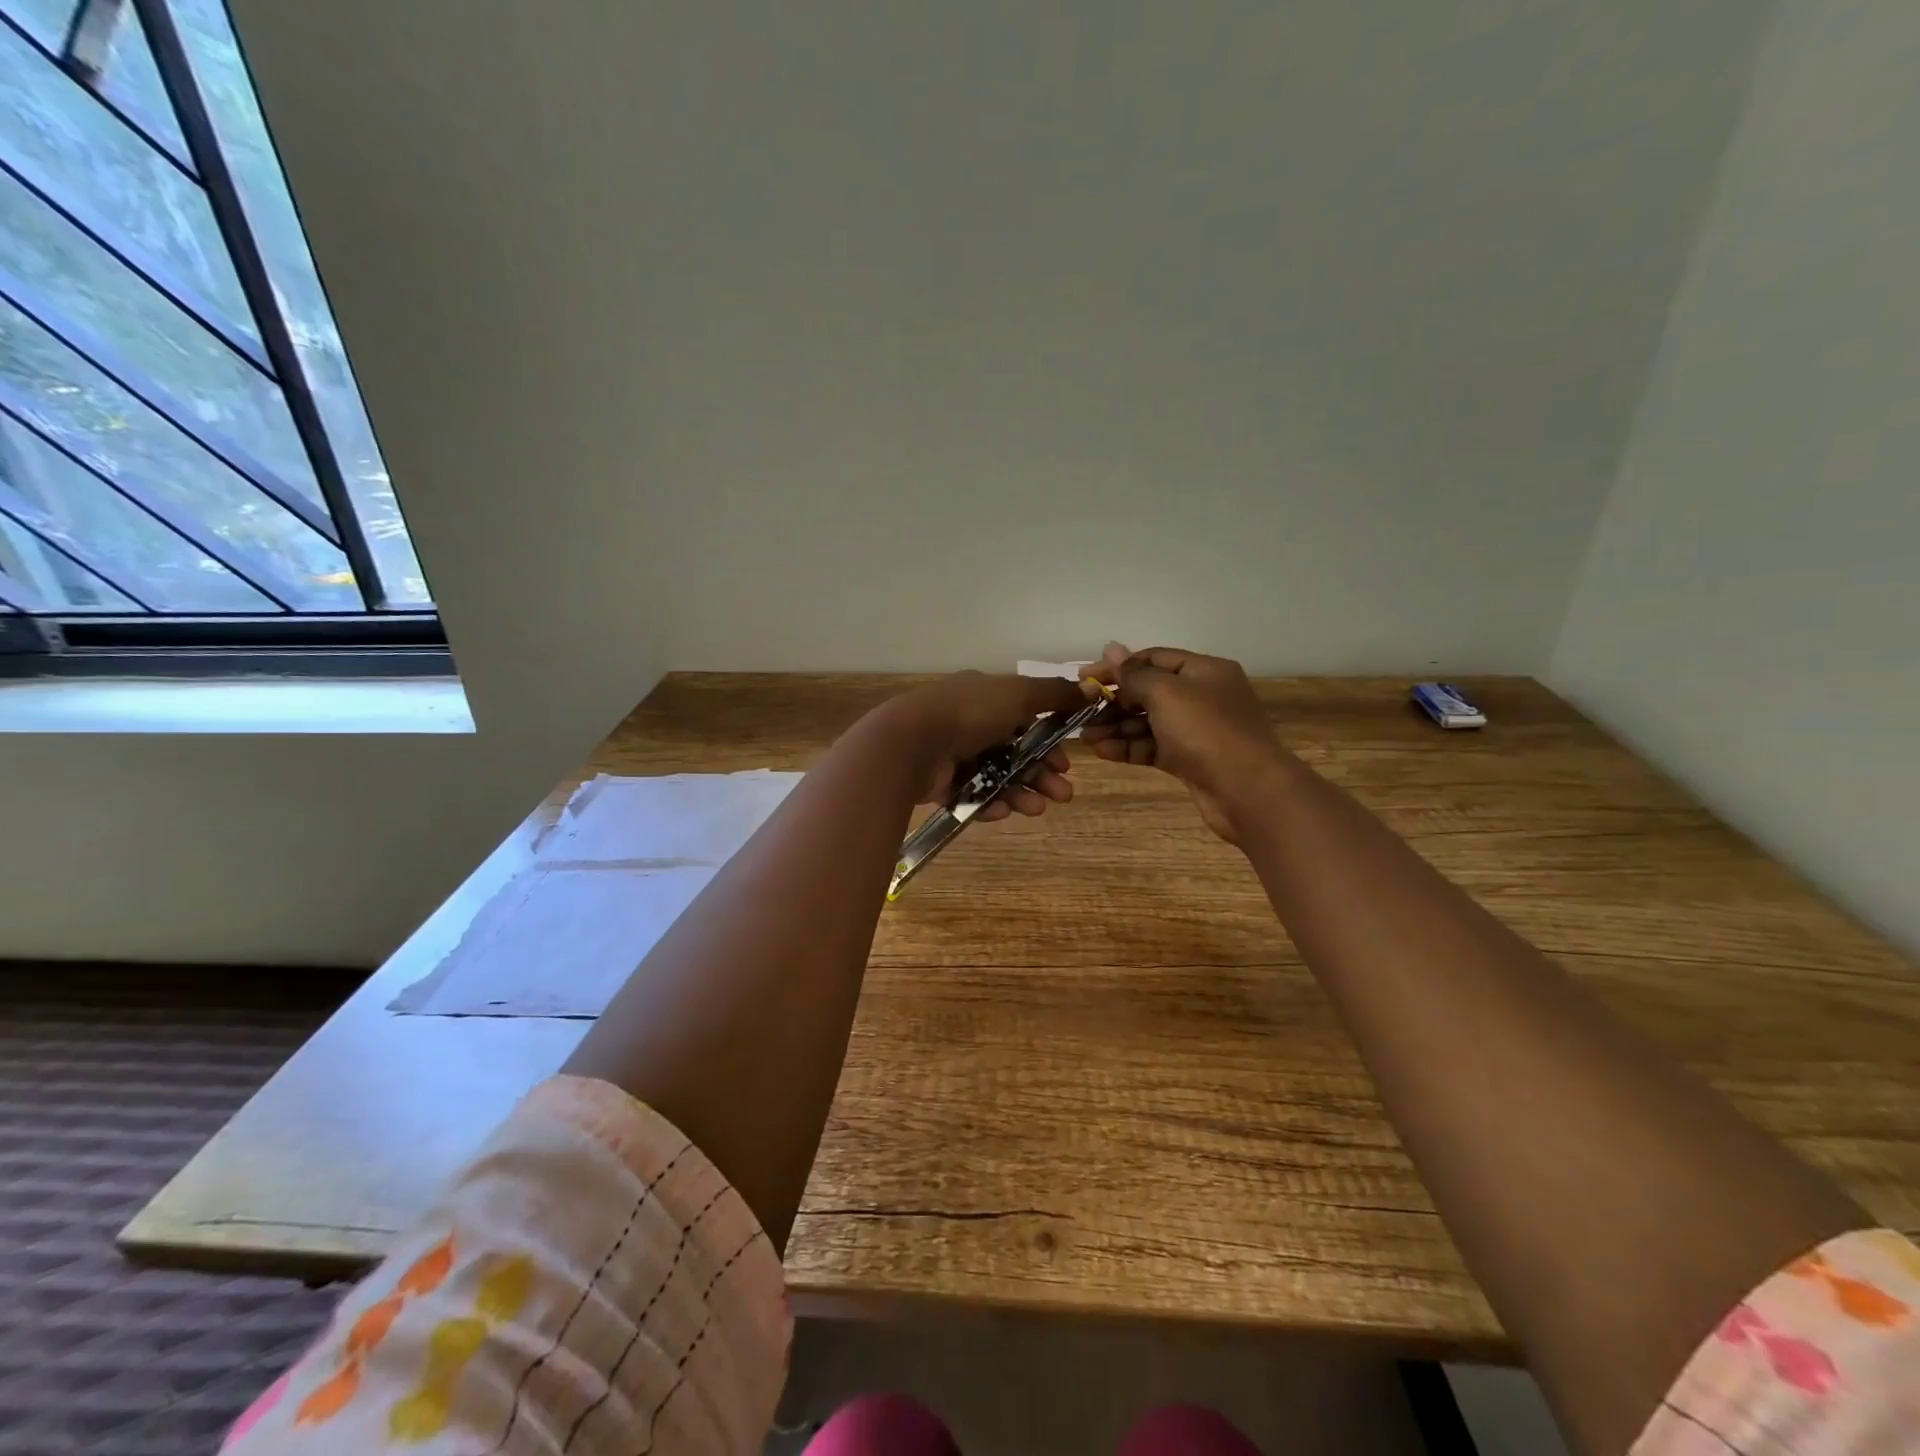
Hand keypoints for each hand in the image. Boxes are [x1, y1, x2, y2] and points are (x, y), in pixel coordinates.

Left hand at [880, 671, 1089, 821]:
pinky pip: (974, 795)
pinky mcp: (941, 783)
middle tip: (1063, 794)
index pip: (1026, 719)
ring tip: (1039, 808)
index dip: (1050, 741)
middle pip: (1015, 752)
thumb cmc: (970, 713)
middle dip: (1042, 773)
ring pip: (998, 776)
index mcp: (986, 696)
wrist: (912, 743)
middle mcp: (970, 723)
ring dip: (1023, 792)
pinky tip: (1006, 811)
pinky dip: (992, 803)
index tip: (1066, 762)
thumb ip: (1055, 694)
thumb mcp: (1019, 694)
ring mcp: (953, 754)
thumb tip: (1092, 689)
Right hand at [1082, 643, 1291, 843]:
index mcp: (1203, 670)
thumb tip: (1111, 648)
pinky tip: (1101, 750)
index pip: (1152, 659)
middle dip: (1114, 701)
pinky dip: (1128, 747)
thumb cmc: (1206, 730)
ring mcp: (1196, 730)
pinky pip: (1152, 747)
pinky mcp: (1189, 760)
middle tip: (1080, 711)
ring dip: (1116, 727)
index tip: (1083, 678)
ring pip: (1148, 722)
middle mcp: (1201, 696)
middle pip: (1148, 691)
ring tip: (1085, 736)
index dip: (1117, 667)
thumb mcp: (1166, 693)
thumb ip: (1133, 673)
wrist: (1246, 790)